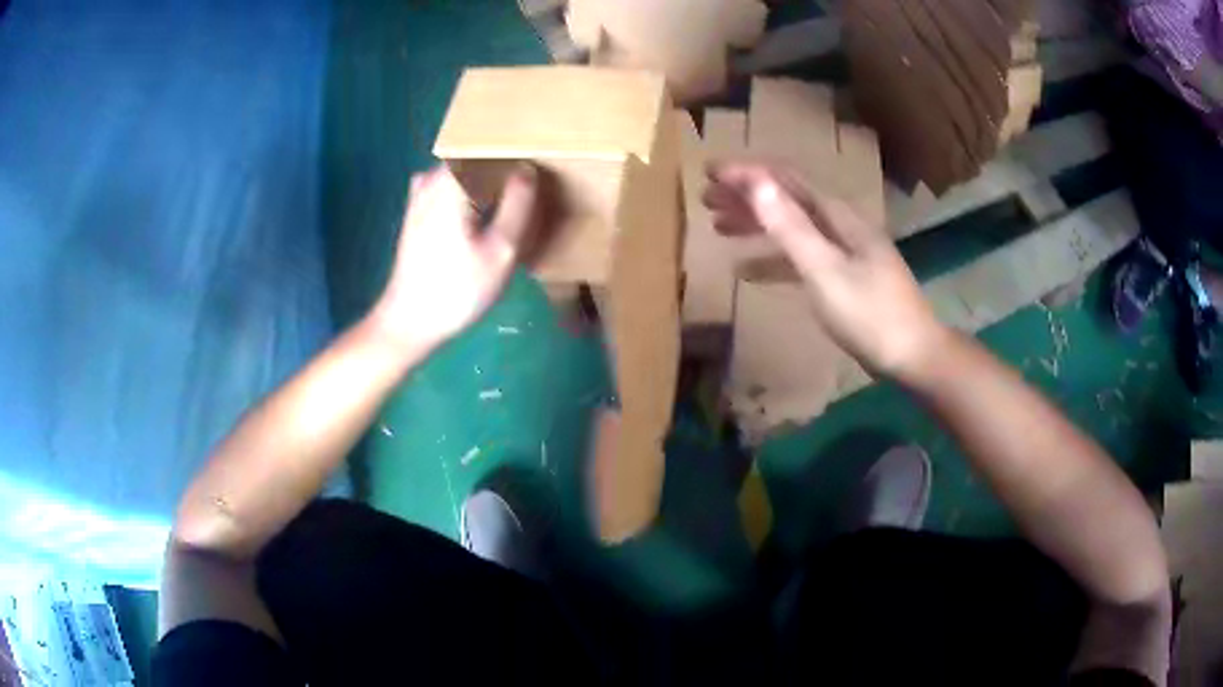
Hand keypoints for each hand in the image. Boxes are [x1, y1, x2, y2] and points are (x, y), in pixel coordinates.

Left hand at [370, 164, 536, 353]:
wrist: (409, 322)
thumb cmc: (457, 289)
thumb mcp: (500, 250)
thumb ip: (518, 204)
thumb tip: (528, 168)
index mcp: (453, 182)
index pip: (490, 147)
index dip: (516, 152)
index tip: (540, 164)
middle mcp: (432, 179)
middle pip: (474, 156)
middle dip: (501, 165)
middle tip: (530, 183)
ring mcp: (420, 195)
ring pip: (462, 171)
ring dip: (485, 178)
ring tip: (511, 195)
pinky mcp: (416, 212)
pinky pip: (448, 186)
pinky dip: (467, 190)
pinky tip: (481, 209)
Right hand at [704, 162, 948, 376]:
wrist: (913, 355)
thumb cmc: (870, 315)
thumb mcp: (825, 270)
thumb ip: (790, 228)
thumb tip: (756, 182)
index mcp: (837, 216)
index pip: (785, 180)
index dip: (747, 173)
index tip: (709, 172)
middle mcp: (839, 225)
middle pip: (787, 200)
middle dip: (746, 196)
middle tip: (705, 198)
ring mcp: (843, 252)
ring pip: (791, 228)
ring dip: (756, 224)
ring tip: (718, 225)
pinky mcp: (843, 278)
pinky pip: (801, 258)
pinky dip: (773, 259)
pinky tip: (747, 271)